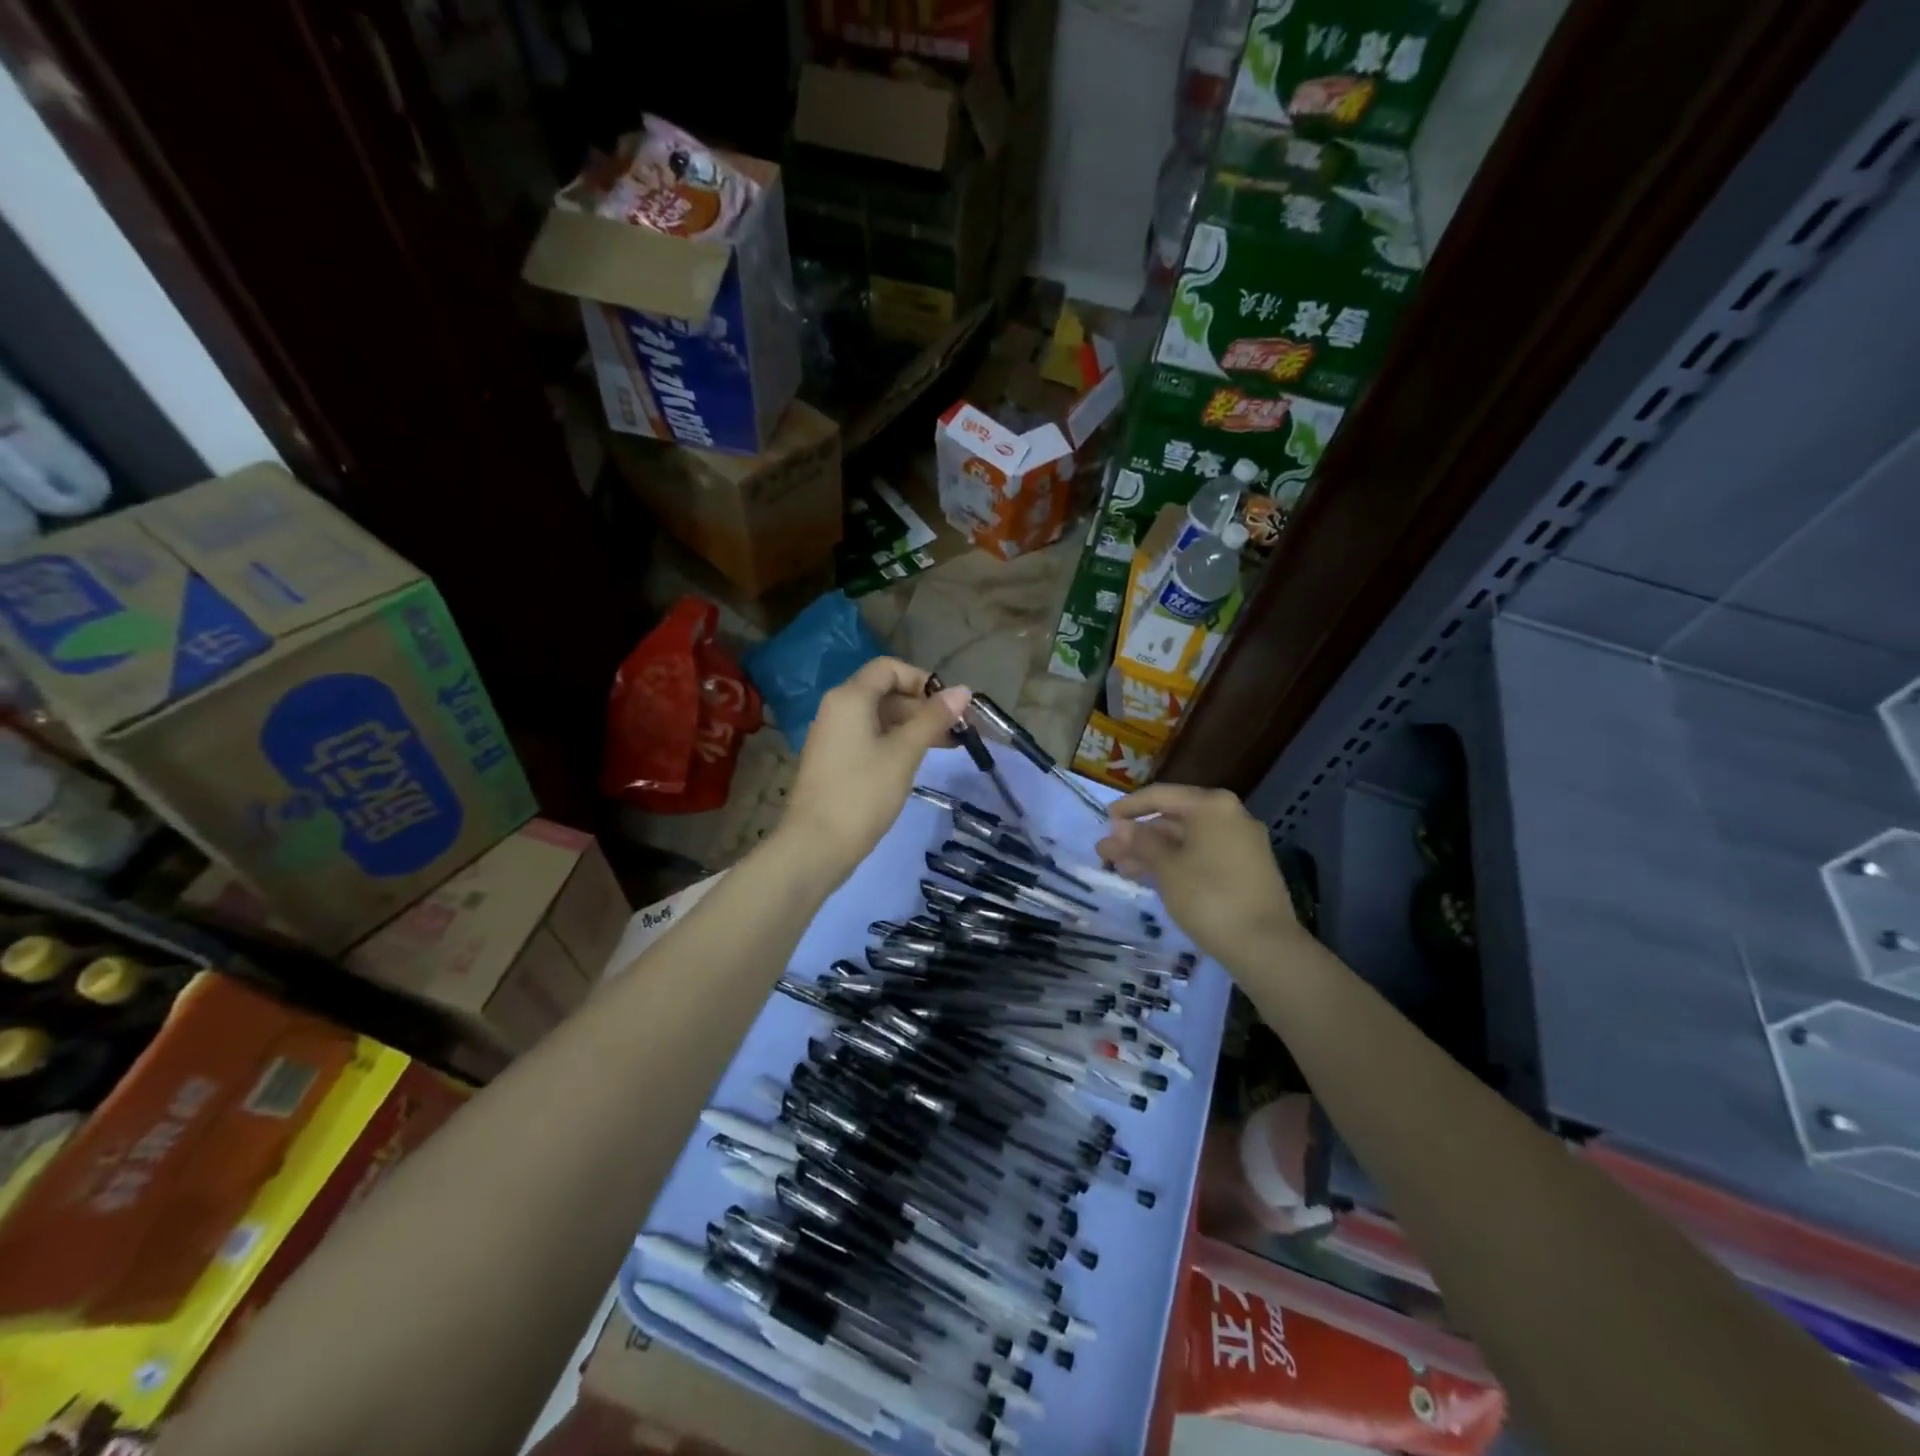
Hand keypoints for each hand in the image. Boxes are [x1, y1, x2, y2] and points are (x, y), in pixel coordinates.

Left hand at [783, 657, 969, 870]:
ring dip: (913, 726)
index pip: (889, 668)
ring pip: (879, 717)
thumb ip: (933, 718)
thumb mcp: (904, 753)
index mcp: (850, 697)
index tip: (948, 705)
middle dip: (922, 706)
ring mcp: (834, 735)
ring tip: (947, 747)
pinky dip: (896, 742)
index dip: (922, 680)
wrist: (816, 845)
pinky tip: (917, 761)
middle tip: (957, 730)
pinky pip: (869, 737)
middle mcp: (837, 708)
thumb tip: (963, 690)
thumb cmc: (862, 793)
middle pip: (885, 691)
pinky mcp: (835, 760)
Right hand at [1096, 783, 1299, 958]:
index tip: (1104, 822)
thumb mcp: (1166, 868)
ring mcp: (1241, 843)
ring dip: (1152, 853)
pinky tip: (1150, 878)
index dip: (1129, 807)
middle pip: (1173, 819)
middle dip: (1138, 837)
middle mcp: (1230, 816)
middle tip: (1106, 853)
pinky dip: (1175, 863)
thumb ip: (1141, 842)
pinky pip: (1202, 856)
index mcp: (1212, 806)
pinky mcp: (1245, 869)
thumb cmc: (1209, 897)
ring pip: (1186, 841)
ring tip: (1120, 870)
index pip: (1161, 795)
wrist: (1265, 946)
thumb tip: (1119, 826)